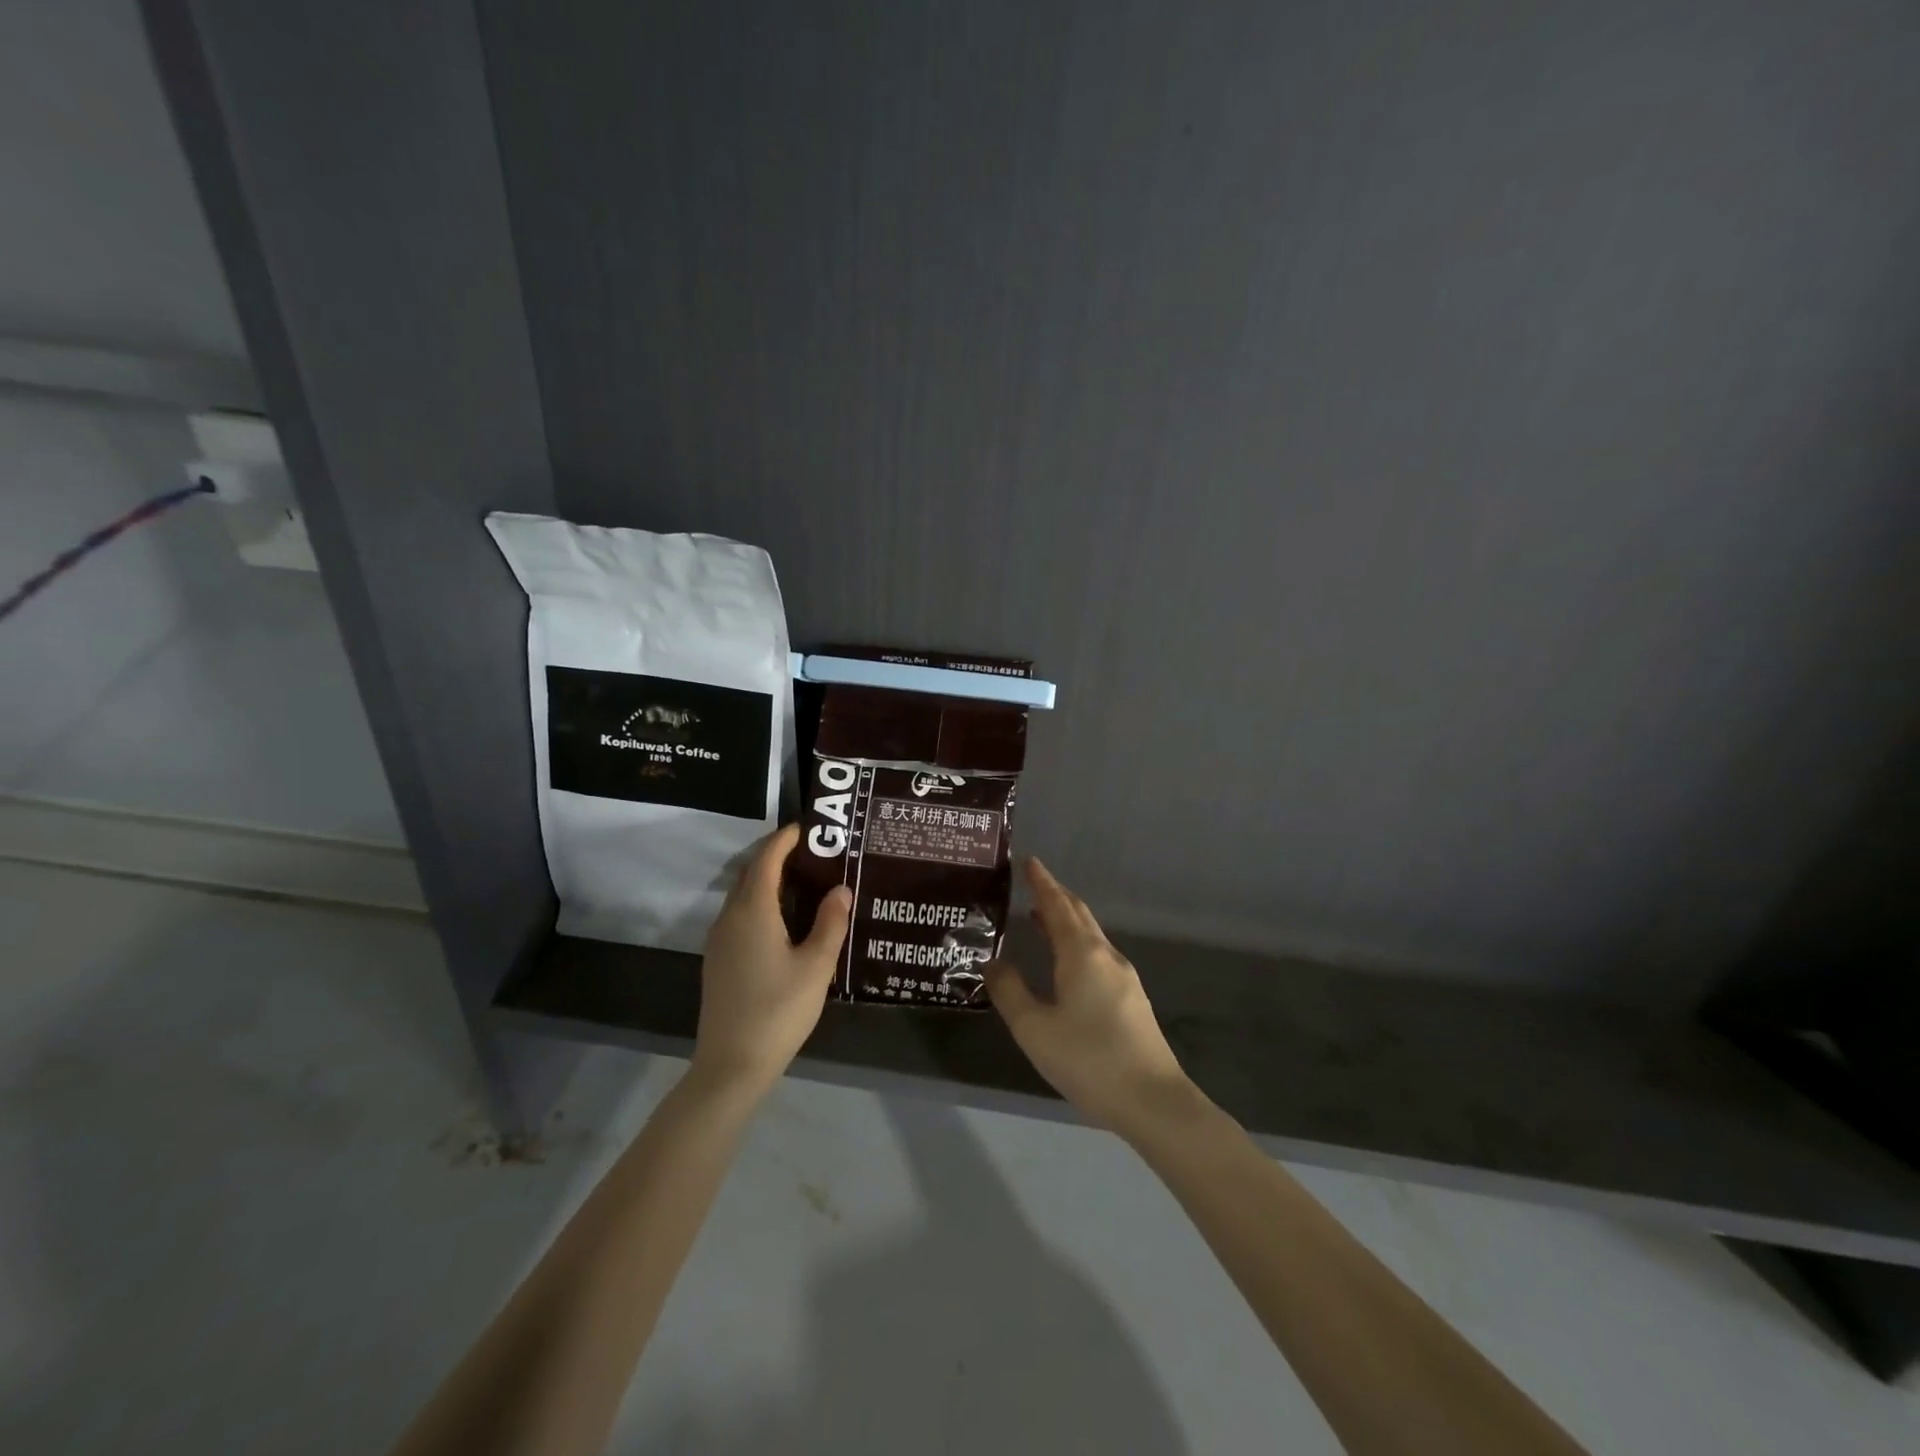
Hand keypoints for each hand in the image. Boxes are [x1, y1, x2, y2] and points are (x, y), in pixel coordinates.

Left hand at [692, 825, 851, 1097]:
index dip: (785, 838)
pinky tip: (785, 920)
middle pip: (751, 872)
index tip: (809, 828)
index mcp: (753, 910)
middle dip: (778, 855)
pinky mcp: (718, 959)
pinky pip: (739, 914)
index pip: (766, 858)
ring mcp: (720, 939)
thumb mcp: (816, 966)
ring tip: (805, 882)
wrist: (731, 1065)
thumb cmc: (778, 1010)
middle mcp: (730, 917)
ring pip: (743, 894)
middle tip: (815, 853)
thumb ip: (830, 923)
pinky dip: (761, 902)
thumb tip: (841, 888)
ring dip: (768, 879)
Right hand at [984, 858, 1198, 1137]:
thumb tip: (993, 961)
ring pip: (1090, 935)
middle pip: (1079, 914)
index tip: (1029, 862)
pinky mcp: (1131, 999)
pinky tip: (1065, 963)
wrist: (1153, 1101)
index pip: (1058, 905)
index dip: (1042, 882)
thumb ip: (1009, 991)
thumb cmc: (1088, 1059)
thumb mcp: (1034, 1028)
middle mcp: (1106, 956)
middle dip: (1056, 896)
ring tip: (1040, 918)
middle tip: (1032, 884)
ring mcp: (1124, 977)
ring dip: (1066, 920)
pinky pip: (1097, 955)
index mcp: (1082, 954)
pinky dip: (1076, 943)